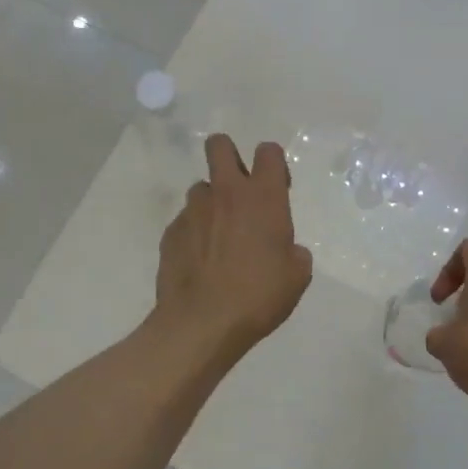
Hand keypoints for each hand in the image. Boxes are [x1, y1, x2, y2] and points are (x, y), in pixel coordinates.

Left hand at [155, 133, 312, 355]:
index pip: (269, 152)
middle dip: (229, 155)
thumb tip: (285, 250)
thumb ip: (293, 252)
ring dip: (212, 203)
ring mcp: (193, 211)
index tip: (276, 187)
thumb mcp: (296, 276)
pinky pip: (186, 221)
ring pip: (201, 188)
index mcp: (263, 198)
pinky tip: (200, 261)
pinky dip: (195, 233)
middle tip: (239, 189)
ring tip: (218, 237)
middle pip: (219, 145)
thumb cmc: (259, 296)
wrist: (203, 323)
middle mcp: (226, 193)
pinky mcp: (171, 232)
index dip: (273, 163)